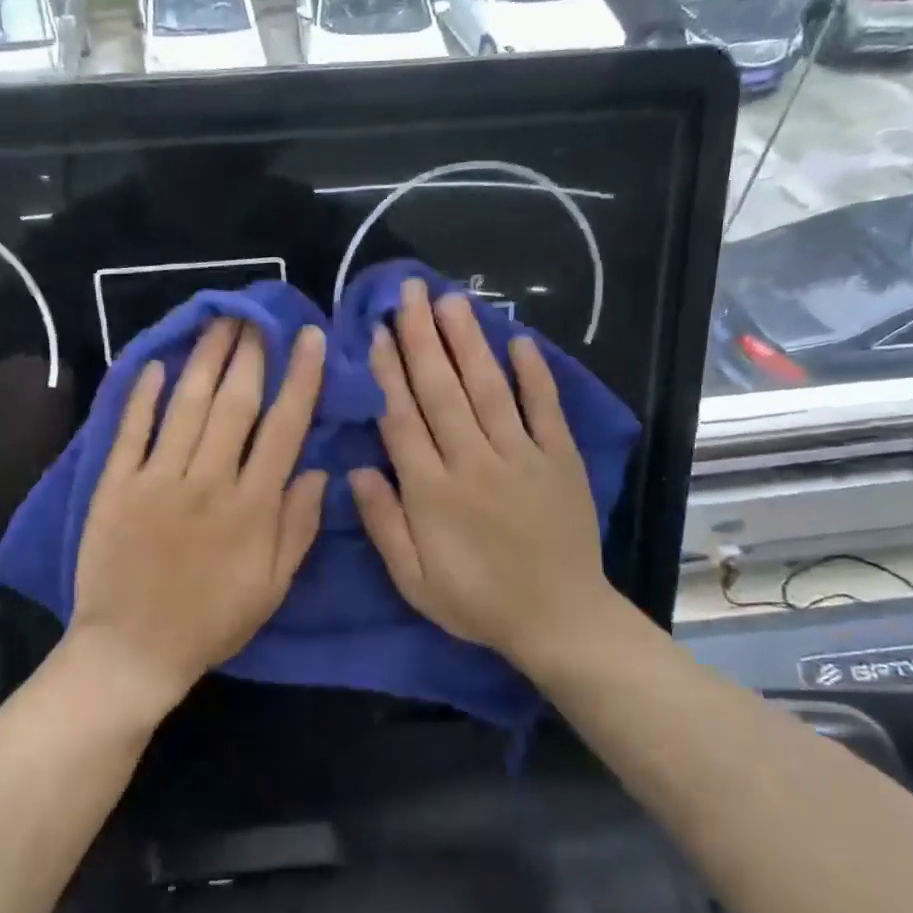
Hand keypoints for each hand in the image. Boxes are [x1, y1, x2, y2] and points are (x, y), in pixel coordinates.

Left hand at [70, 319, 327, 713]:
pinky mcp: (117, 484)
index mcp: (252, 506)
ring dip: (205, 359)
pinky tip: (154, 364)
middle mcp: (208, 480)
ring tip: (218, 322)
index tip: (309, 339)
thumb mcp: (272, 587)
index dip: (300, 379)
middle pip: (235, 403)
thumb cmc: (211, 622)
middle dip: (251, 353)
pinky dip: (142, 395)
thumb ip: (297, 527)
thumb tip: (318, 471)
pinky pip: (132, 429)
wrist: (133, 650)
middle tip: (257, 314)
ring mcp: (158, 479)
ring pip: (187, 405)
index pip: (284, 427)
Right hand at [348, 280, 620, 682]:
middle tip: (409, 293)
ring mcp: (521, 457)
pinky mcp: (559, 459)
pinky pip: (545, 409)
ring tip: (451, 301)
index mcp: (432, 491)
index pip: (402, 419)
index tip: (376, 333)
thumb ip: (383, 524)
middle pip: (441, 391)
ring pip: (488, 389)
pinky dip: (534, 374)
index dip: (387, 374)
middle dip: (422, 338)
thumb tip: (353, 470)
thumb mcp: (413, 580)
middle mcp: (473, 462)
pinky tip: (519, 340)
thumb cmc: (476, 601)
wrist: (558, 619)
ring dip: (467, 342)